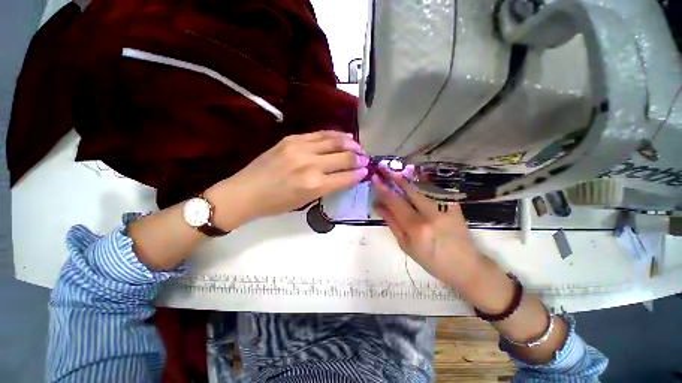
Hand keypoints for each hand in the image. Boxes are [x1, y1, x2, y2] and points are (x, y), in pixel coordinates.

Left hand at [207, 131, 368, 226]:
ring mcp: (300, 148)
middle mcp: (311, 165)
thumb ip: (328, 187)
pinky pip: (320, 134)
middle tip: (366, 158)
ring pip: (334, 141)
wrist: (245, 192)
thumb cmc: (277, 204)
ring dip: (350, 143)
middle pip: (344, 157)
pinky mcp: (292, 139)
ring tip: (358, 146)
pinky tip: (343, 136)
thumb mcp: (306, 201)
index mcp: (314, 185)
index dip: (359, 174)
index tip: (367, 171)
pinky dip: (334, 135)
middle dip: (359, 158)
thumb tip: (346, 176)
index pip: (346, 177)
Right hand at [372, 167, 486, 292]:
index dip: (383, 188)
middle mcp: (432, 213)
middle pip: (409, 188)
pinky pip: (435, 188)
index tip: (375, 177)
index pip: (395, 201)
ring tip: (395, 169)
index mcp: (416, 227)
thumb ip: (391, 222)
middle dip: (394, 175)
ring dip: (407, 176)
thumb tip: (378, 205)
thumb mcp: (406, 245)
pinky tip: (416, 174)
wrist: (465, 265)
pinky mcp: (454, 204)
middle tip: (383, 166)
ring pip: (422, 185)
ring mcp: (445, 206)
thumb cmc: (431, 260)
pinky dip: (424, 180)